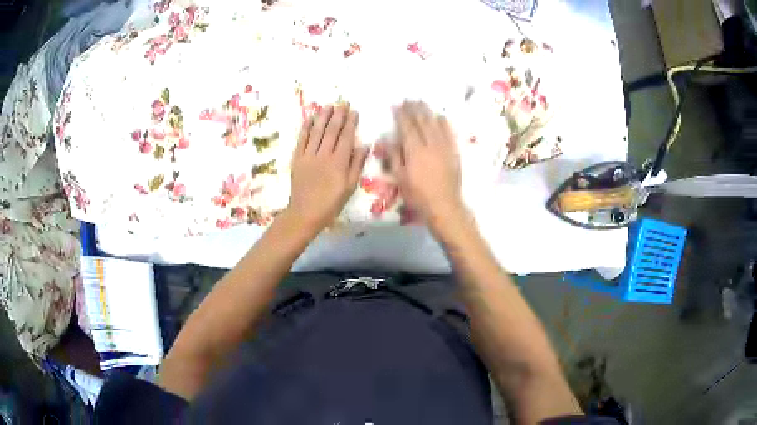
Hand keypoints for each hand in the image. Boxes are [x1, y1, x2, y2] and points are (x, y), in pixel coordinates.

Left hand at [287, 105, 368, 230]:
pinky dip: (306, 128)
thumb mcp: (349, 187)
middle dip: (338, 115)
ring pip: (316, 132)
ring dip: (323, 117)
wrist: (305, 214)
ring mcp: (308, 155)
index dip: (350, 123)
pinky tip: (310, 118)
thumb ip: (356, 165)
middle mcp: (324, 155)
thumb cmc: (331, 204)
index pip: (346, 137)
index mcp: (339, 162)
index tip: (354, 111)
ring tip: (328, 105)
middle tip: (342, 103)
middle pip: (332, 131)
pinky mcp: (297, 159)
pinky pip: (302, 140)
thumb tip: (363, 145)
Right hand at [390, 101, 465, 230]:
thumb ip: (395, 156)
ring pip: (435, 123)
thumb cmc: (418, 195)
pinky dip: (443, 122)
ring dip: (427, 111)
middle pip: (421, 121)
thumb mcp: (400, 177)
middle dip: (414, 109)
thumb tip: (389, 139)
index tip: (397, 105)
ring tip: (421, 102)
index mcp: (414, 150)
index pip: (407, 127)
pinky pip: (449, 132)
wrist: (444, 205)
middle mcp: (429, 144)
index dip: (401, 115)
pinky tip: (440, 116)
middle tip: (408, 99)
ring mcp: (443, 147)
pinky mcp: (453, 152)